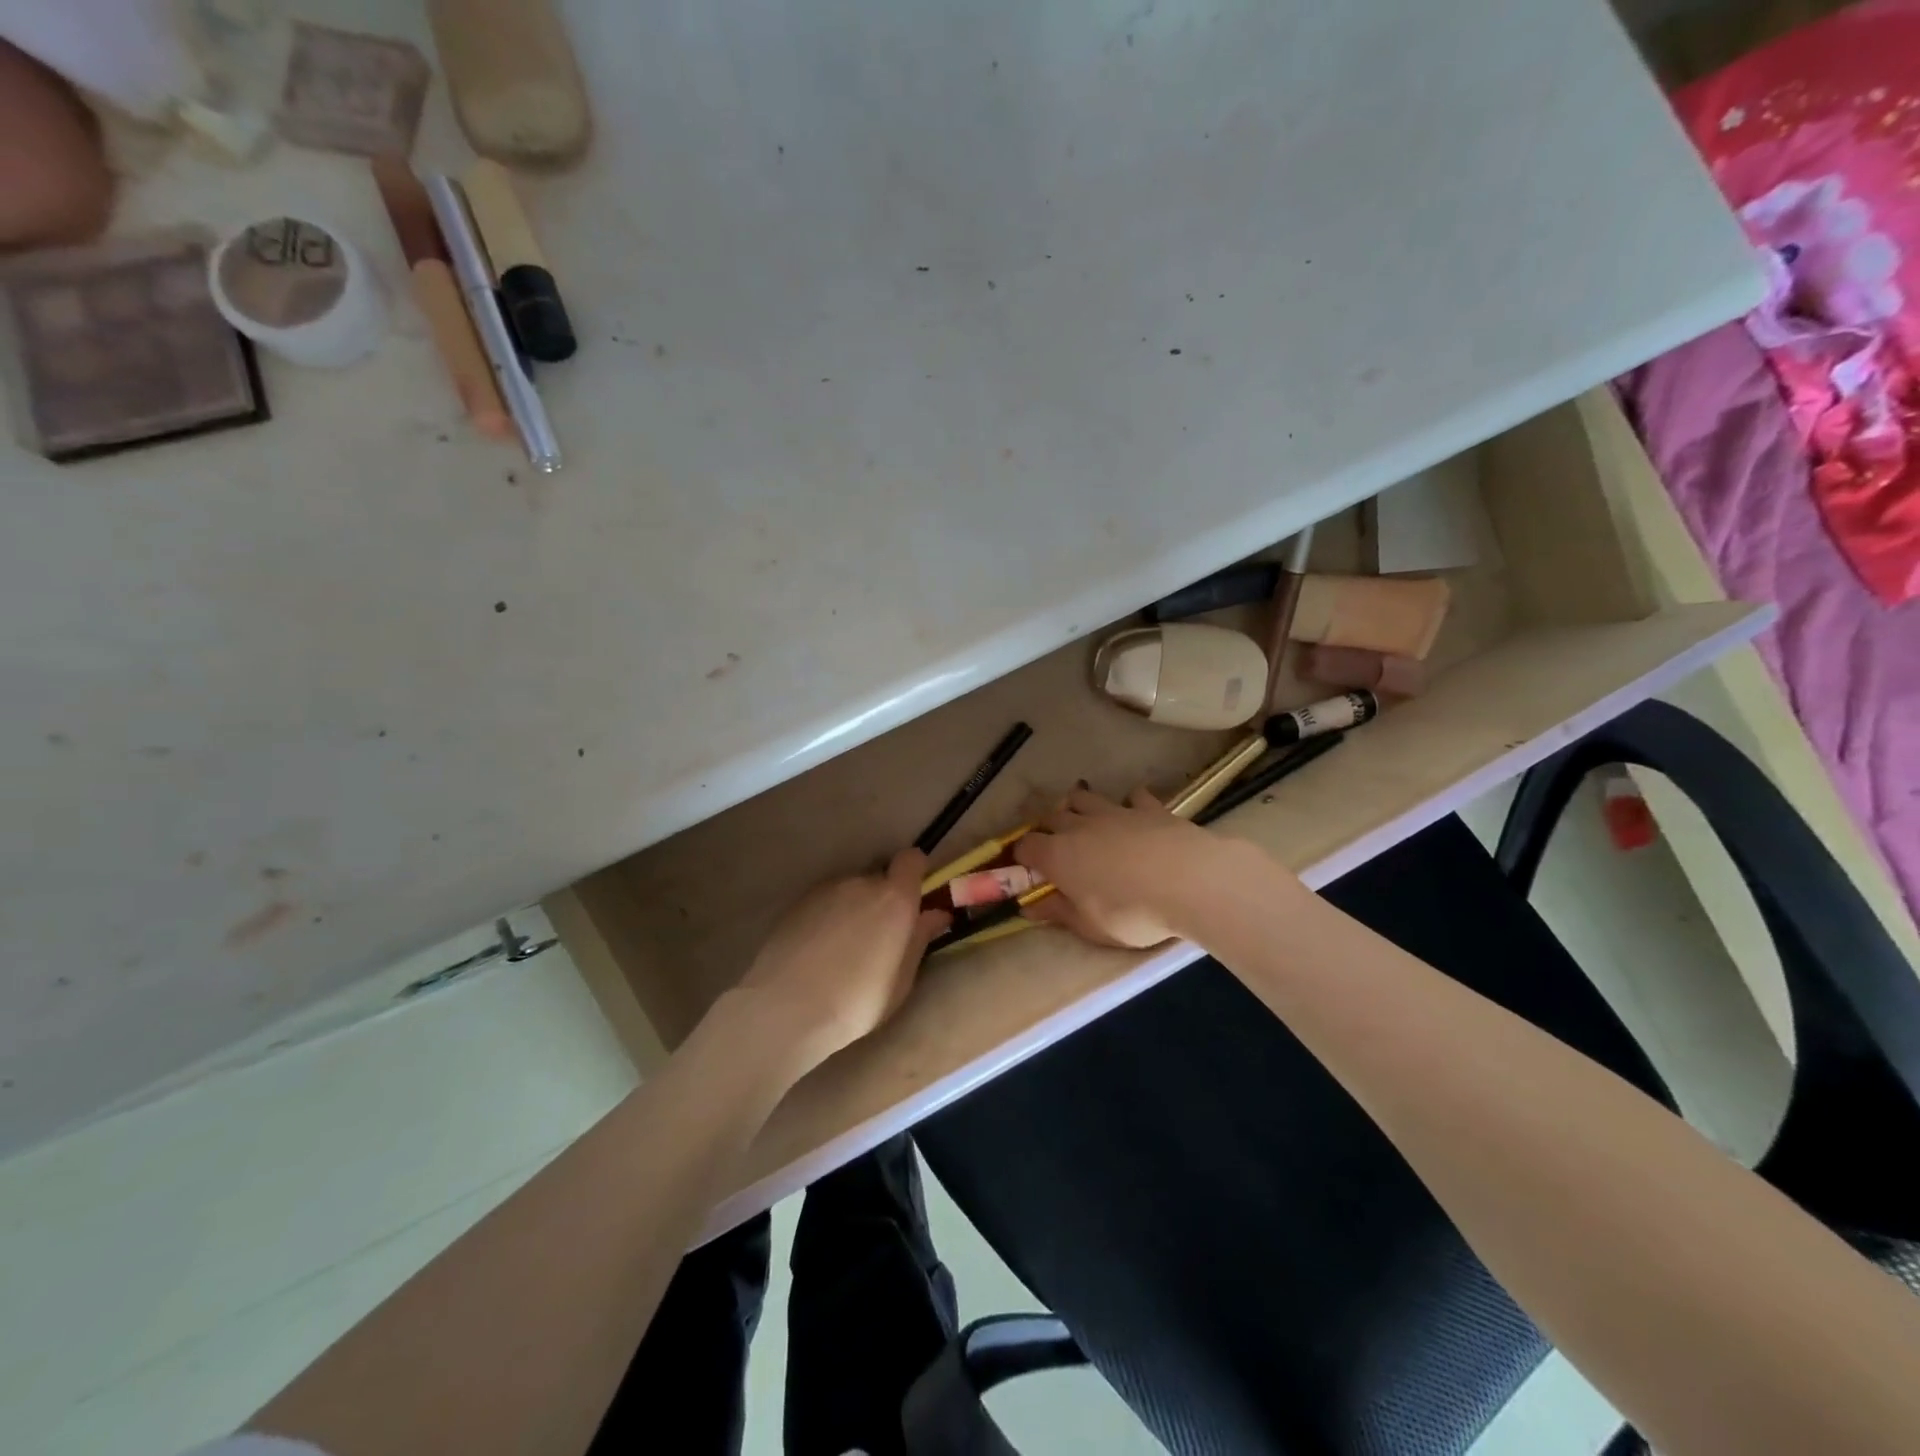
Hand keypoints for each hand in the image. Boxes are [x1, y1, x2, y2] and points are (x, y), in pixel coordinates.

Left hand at [735, 848, 949, 1073]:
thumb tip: (936, 914)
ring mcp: (826, 890)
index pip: (912, 859)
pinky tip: (819, 951)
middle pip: (880, 879)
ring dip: (855, 909)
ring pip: (851, 891)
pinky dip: (829, 918)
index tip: (916, 897)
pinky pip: (826, 903)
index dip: (916, 873)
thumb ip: (919, 939)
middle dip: (884, 900)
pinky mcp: (798, 903)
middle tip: (880, 938)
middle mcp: (861, 883)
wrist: (786, 1008)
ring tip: (844, 949)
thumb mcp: (901, 980)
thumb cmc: (857, 1001)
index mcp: (894, 898)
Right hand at [1014, 787, 1236, 948]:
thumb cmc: (1132, 912)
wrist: (1191, 882)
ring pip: (1084, 797)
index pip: (1026, 846)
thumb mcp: (1090, 926)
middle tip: (1058, 849)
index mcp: (1058, 855)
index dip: (1022, 857)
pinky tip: (1136, 815)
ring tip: (1087, 824)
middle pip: (1052, 816)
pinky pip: (1133, 796)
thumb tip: (1030, 907)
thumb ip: (1058, 913)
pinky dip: (1129, 804)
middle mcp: (1079, 826)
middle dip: (1049, 829)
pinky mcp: (1149, 807)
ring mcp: (1115, 812)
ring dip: (1079, 807)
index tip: (1028, 870)